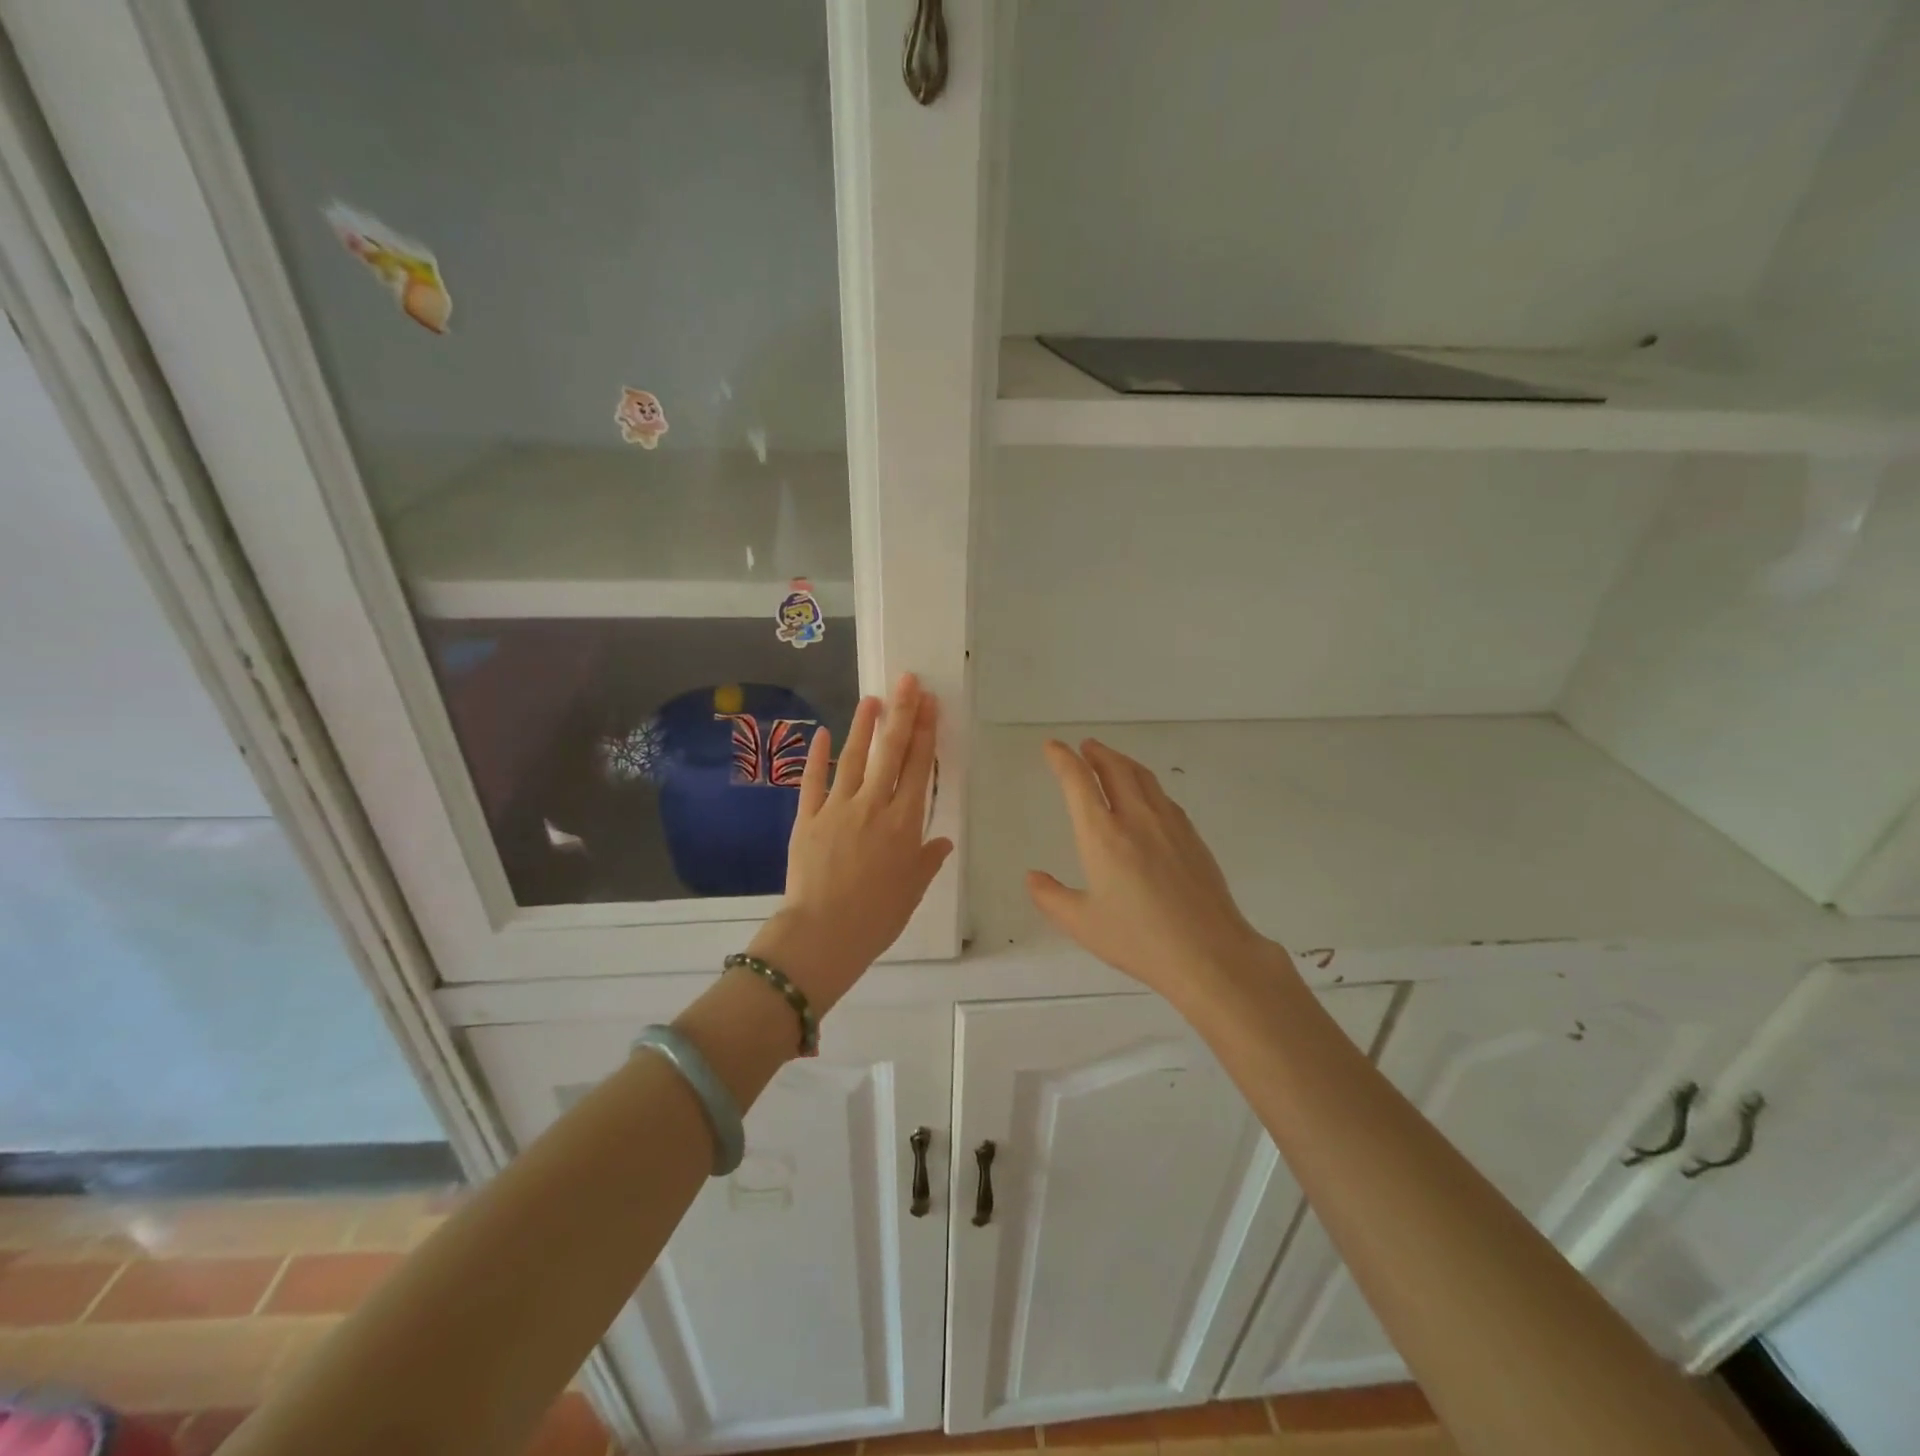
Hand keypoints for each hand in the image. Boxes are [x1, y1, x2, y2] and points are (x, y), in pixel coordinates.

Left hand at [749, 674, 952, 1013]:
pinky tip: (821, 733)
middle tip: (908, 681)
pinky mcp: (807, 818)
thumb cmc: (877, 917)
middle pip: (891, 752)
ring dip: (864, 726)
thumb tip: (942, 841)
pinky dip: (817, 756)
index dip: (925, 732)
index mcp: (904, 823)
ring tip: (872, 698)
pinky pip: (813, 781)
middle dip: (902, 713)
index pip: (919, 768)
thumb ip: (927, 860)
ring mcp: (837, 809)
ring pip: (854, 758)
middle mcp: (874, 806)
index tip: (930, 703)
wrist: (824, 934)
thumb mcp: (912, 891)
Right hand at [1027, 739, 1289, 1009]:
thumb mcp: (1082, 924)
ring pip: (1143, 777)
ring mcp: (1169, 825)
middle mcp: (1136, 818)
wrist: (1209, 953)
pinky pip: (1163, 797)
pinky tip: (1146, 797)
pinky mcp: (1193, 837)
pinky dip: (1146, 784)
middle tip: (1083, 746)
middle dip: (1096, 753)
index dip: (1062, 759)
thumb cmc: (1139, 940)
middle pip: (1115, 768)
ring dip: (1122, 762)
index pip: (1078, 782)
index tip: (1052, 746)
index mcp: (1103, 835)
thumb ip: (1051, 897)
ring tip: (1111, 760)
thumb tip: (1033, 876)